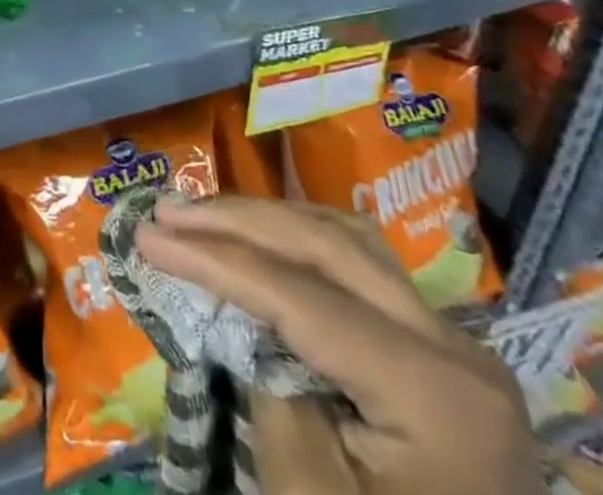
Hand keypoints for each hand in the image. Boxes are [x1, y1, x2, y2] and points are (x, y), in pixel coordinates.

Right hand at [135, 197, 543, 494]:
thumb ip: (271, 386)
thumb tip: (243, 315)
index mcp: (433, 392)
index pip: (300, 296)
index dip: (215, 259)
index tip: (147, 237)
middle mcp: (455, 348)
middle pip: (328, 246)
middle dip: (238, 221)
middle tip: (168, 211)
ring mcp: (455, 346)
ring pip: (350, 242)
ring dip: (270, 220)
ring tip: (205, 215)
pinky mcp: (442, 354)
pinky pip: (366, 270)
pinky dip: (306, 242)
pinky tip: (265, 238)